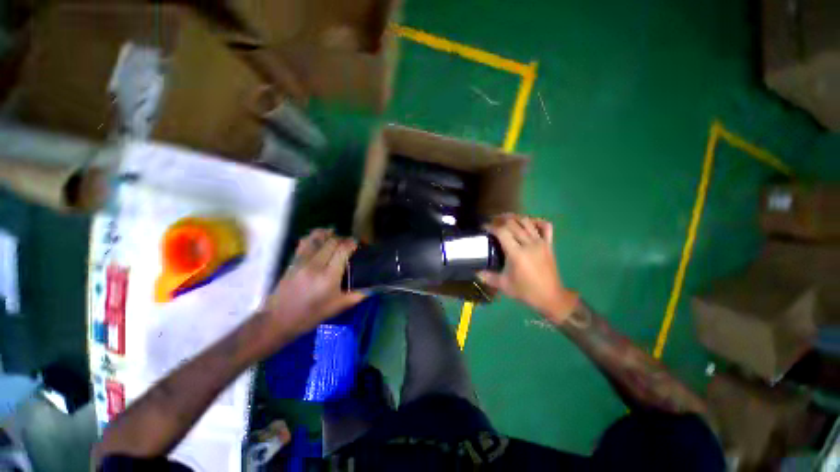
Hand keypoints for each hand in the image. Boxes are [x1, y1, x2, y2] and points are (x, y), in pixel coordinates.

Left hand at [261, 229, 365, 338]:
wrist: (278, 319)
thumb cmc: (311, 315)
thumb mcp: (338, 307)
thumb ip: (357, 295)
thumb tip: (372, 288)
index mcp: (329, 276)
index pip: (342, 250)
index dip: (352, 243)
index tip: (358, 244)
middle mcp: (316, 264)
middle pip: (332, 241)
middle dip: (343, 239)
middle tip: (349, 244)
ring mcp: (302, 261)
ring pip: (317, 238)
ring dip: (329, 234)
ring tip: (336, 236)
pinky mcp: (293, 260)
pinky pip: (305, 242)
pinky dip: (314, 236)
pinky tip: (320, 237)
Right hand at [479, 214, 577, 322]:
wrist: (550, 297)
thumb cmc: (525, 291)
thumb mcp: (503, 285)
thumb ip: (487, 277)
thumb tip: (475, 272)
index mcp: (516, 253)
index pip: (501, 231)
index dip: (491, 226)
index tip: (484, 227)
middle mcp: (529, 244)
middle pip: (513, 223)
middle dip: (500, 219)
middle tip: (492, 223)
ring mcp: (540, 242)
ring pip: (527, 221)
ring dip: (515, 217)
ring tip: (506, 219)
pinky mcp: (549, 244)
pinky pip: (545, 226)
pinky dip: (537, 221)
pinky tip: (529, 223)